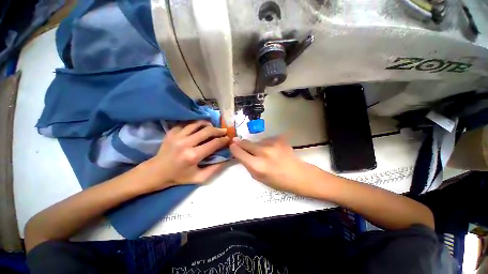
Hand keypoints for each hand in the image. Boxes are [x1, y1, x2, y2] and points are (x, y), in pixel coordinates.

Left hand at [142, 120, 229, 190]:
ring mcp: (177, 136)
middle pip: (207, 131)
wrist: (155, 172)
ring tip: (213, 127)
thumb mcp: (199, 178)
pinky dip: (195, 124)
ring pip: (197, 124)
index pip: (214, 144)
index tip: (229, 138)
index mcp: (193, 156)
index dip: (224, 140)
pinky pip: (187, 124)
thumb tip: (227, 158)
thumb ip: (215, 169)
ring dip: (208, 124)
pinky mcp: (171, 132)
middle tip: (224, 131)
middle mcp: (186, 143)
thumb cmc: (179, 177)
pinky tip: (199, 128)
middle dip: (219, 130)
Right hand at [230, 136, 314, 195]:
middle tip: (241, 144)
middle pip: (245, 143)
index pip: (239, 152)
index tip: (232, 145)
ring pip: (257, 142)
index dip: (234, 148)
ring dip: (257, 146)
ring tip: (266, 153)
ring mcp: (272, 144)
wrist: (298, 175)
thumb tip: (239, 152)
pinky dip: (267, 144)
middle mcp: (263, 153)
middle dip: (241, 143)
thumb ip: (248, 164)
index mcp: (257, 166)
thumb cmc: (277, 180)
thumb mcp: (258, 177)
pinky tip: (274, 150)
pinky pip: (267, 140)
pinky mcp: (279, 139)